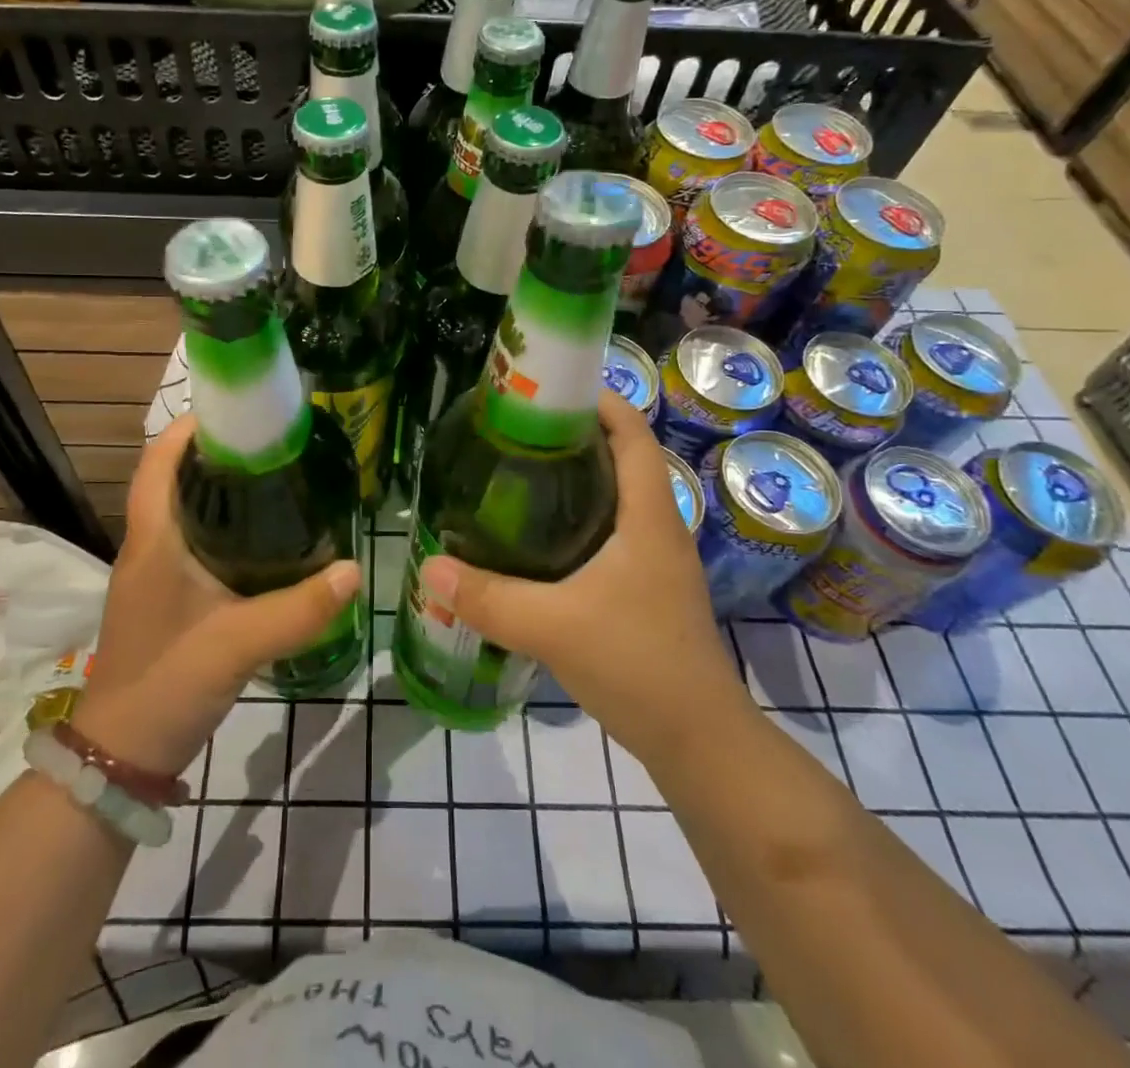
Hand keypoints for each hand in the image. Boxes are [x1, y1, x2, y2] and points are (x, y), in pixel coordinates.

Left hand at [71, 414, 360, 778]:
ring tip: (276, 479)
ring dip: (220, 489)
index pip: (158, 462)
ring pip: (186, 512)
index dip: (189, 428)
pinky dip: (224, 526)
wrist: (122, 755)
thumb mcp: (236, 644)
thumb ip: (297, 609)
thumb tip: (354, 570)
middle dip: (217, 453)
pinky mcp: (168, 599)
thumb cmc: (165, 683)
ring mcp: (155, 575)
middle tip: (273, 443)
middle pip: (175, 479)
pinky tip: (265, 539)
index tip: (237, 411)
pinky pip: (195, 543)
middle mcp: (149, 547)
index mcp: (153, 540)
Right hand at [418, 390, 746, 766]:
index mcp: (648, 516)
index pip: (632, 433)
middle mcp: (658, 527)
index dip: (598, 399)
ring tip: (519, 472)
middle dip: (575, 435)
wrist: (698, 742)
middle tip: (516, 430)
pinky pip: (612, 532)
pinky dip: (579, 517)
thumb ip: (488, 598)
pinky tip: (539, 537)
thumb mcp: (553, 627)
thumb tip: (430, 568)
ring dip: (577, 477)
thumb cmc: (638, 665)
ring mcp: (656, 560)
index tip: (549, 387)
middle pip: (622, 458)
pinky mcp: (647, 589)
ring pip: (616, 497)